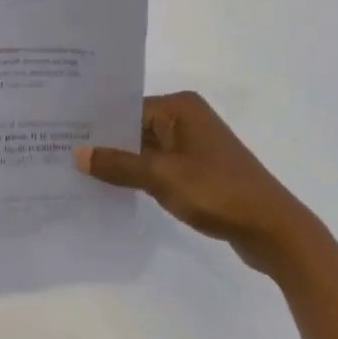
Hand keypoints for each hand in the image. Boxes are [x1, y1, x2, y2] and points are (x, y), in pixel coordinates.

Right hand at [75, 91, 313, 271]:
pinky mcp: (199, 170)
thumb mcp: (162, 177)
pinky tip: (114, 187)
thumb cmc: (218, 192)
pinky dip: (140, 175)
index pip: (127, 108)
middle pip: (134, 126)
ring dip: (122, 162)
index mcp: (180, 107)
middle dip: (106, 143)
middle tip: (64, 151)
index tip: (62, 133)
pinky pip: (159, 165)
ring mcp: (194, 145)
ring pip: (145, 148)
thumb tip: (77, 153)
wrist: (275, 231)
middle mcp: (186, 118)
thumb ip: (119, 164)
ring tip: (81, 171)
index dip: (97, 124)